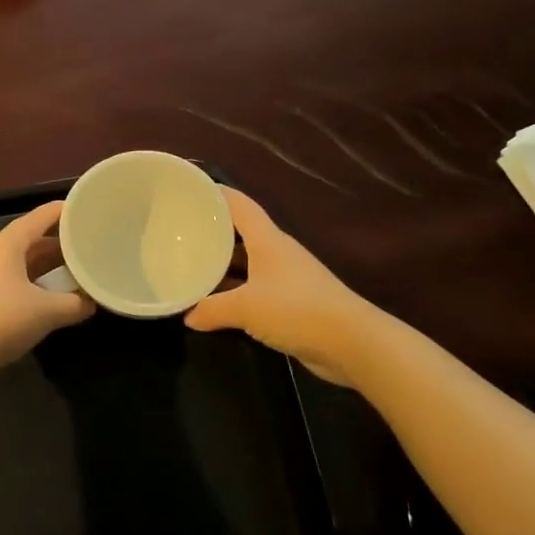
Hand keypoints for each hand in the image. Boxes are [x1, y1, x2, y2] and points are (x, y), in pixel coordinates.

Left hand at [0, 201, 93, 369]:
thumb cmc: (1, 321)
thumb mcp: (47, 312)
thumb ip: (75, 304)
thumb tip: (91, 302)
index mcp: (4, 243)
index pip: (38, 217)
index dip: (62, 212)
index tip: (83, 210)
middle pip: (26, 240)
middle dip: (54, 246)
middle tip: (82, 251)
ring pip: (13, 262)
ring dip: (39, 267)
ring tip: (65, 276)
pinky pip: (1, 279)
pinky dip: (23, 283)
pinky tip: (37, 300)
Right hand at [185, 188, 362, 382]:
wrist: (352, 343)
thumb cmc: (296, 309)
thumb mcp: (246, 308)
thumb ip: (213, 309)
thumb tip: (188, 316)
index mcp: (267, 240)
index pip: (239, 204)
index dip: (216, 194)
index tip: (190, 191)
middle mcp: (278, 252)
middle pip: (242, 233)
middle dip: (214, 232)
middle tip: (182, 234)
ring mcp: (288, 277)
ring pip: (249, 262)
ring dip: (225, 265)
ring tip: (193, 267)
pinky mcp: (294, 301)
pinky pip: (257, 288)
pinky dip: (238, 291)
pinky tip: (219, 303)